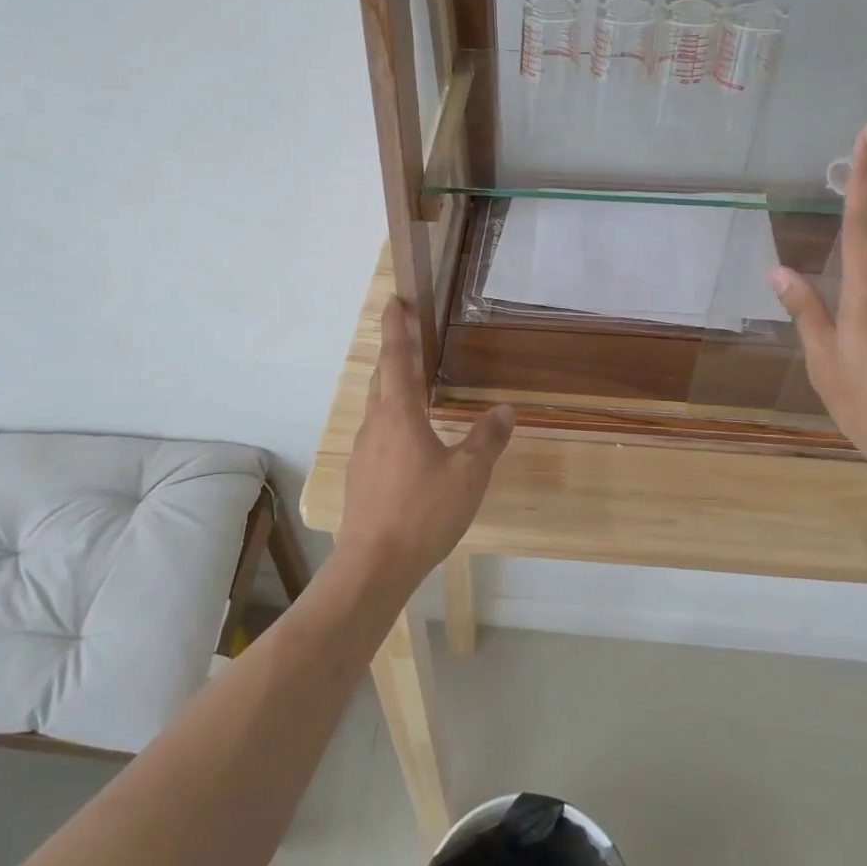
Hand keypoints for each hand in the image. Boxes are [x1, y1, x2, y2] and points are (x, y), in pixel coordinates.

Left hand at [336, 297, 514, 585]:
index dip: (397, 328)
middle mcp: (375, 425)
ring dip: (392, 388)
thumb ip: (487, 439)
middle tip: (410, 336)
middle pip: (382, 378)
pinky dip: (392, 420)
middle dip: (395, 354)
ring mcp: (362, 452)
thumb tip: (505, 410)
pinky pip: (377, 434)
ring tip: (414, 386)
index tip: (394, 301)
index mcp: (399, 415)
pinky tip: (408, 440)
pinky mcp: (360, 476)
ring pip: (377, 408)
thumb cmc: (423, 512)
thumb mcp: (468, 475)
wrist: (374, 564)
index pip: (398, 359)